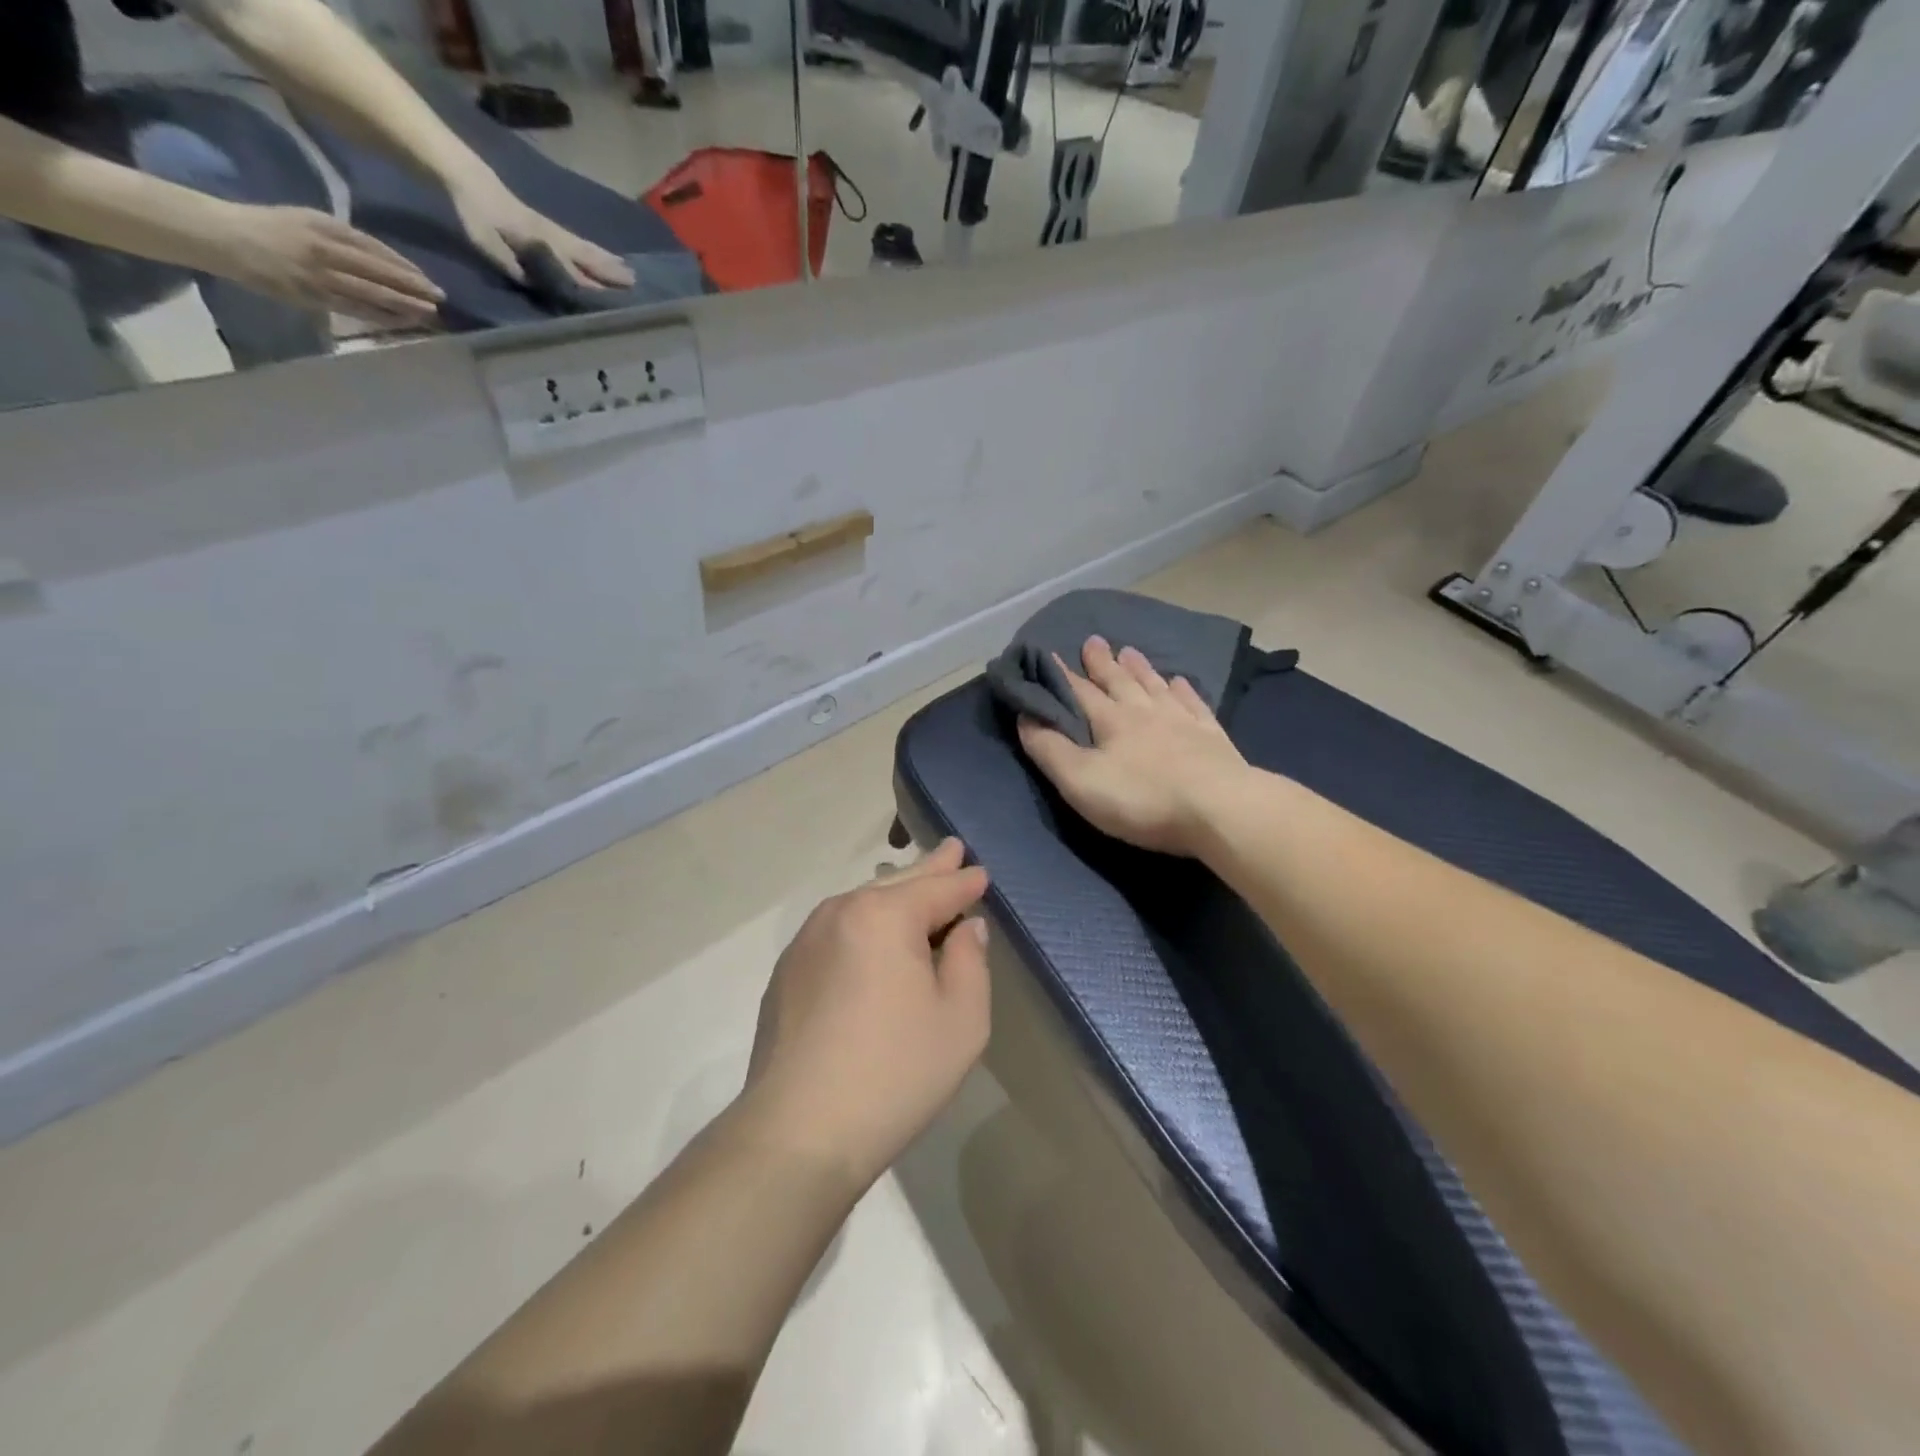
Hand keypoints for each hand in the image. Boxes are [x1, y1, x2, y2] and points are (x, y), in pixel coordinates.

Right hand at [205, 204, 444, 326]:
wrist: (223, 236)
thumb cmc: (269, 227)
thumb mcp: (308, 220)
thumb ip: (343, 237)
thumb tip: (382, 259)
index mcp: (324, 225)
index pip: (374, 248)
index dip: (404, 266)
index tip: (427, 279)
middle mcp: (325, 248)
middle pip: (379, 271)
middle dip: (413, 286)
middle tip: (441, 297)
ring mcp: (320, 274)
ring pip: (372, 292)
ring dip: (405, 304)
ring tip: (431, 313)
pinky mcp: (313, 296)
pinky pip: (356, 308)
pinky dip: (383, 316)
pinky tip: (403, 321)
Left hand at [448, 176, 634, 288]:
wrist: (467, 176)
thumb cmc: (475, 212)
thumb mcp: (485, 241)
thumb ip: (510, 262)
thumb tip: (535, 282)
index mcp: (538, 241)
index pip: (567, 267)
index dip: (587, 283)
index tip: (610, 297)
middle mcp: (551, 236)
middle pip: (585, 255)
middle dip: (609, 270)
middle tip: (634, 282)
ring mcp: (552, 230)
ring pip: (585, 248)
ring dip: (608, 261)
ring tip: (629, 271)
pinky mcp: (549, 227)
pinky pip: (578, 243)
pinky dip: (595, 251)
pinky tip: (605, 257)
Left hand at [740, 839, 991, 1187]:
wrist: (798, 1132)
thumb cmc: (894, 1073)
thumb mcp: (961, 1019)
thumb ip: (970, 961)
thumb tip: (965, 928)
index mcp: (884, 914)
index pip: (938, 887)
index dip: (965, 881)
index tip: (981, 873)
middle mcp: (840, 912)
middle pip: (898, 884)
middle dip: (930, 869)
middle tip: (951, 848)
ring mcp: (806, 940)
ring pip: (863, 904)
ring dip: (895, 897)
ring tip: (918, 888)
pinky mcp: (787, 972)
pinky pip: (839, 931)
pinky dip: (866, 926)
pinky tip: (876, 940)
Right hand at [1018, 635, 1248, 857]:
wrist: (1221, 809)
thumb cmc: (1143, 799)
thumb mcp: (1080, 782)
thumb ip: (1050, 749)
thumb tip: (1026, 716)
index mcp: (1111, 721)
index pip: (1079, 692)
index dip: (1061, 675)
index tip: (1049, 654)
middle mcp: (1145, 712)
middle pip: (1119, 681)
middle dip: (1102, 663)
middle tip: (1093, 640)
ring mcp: (1183, 721)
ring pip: (1155, 686)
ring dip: (1140, 668)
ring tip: (1130, 651)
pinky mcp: (1212, 737)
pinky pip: (1194, 704)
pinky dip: (1183, 690)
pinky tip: (1180, 681)